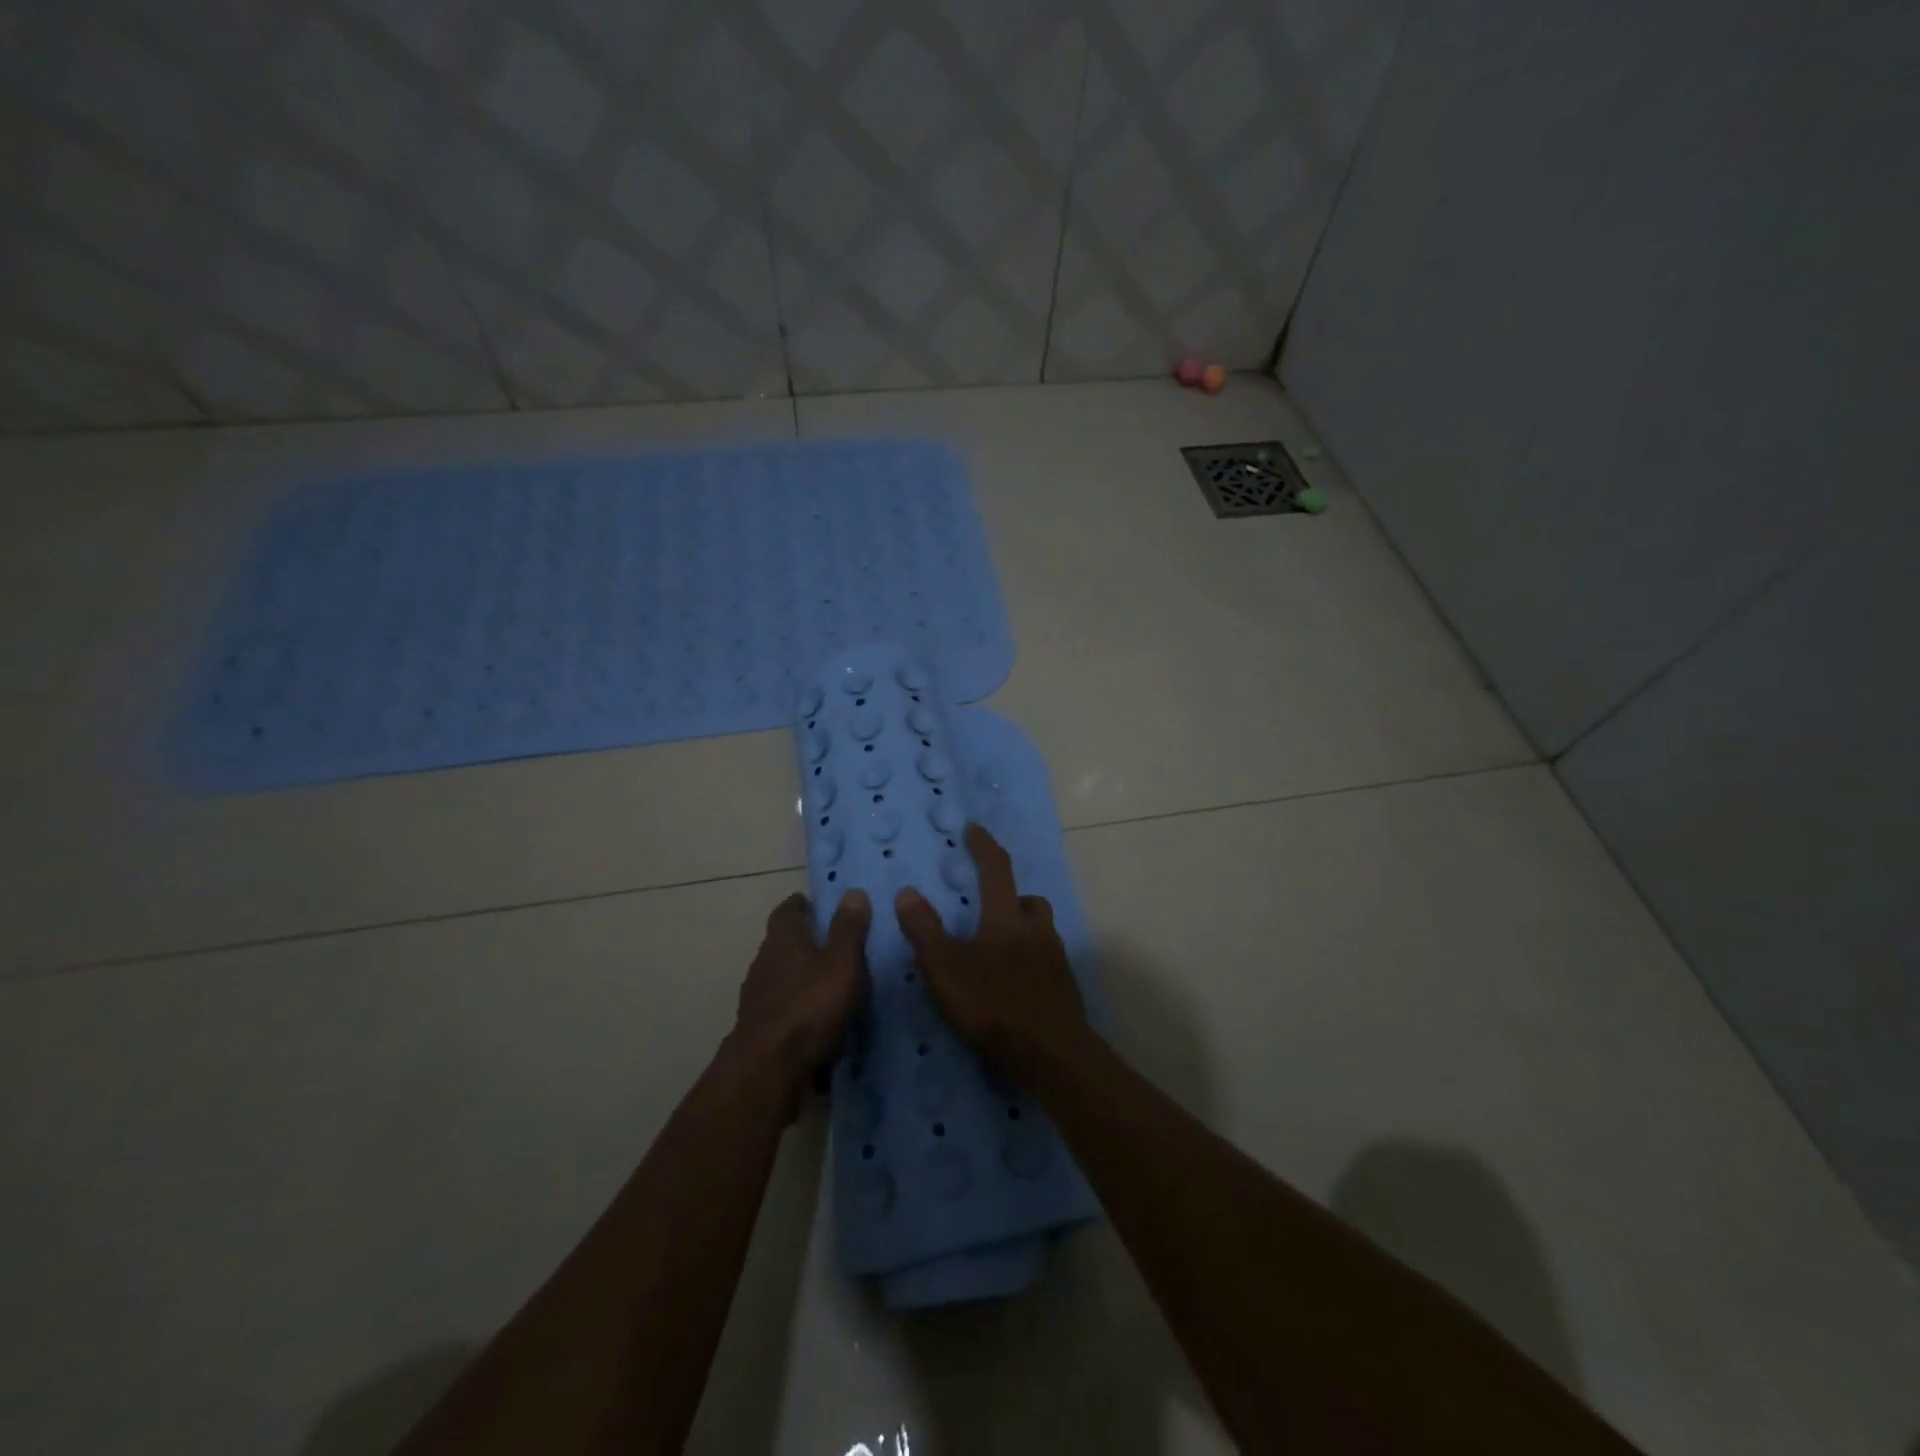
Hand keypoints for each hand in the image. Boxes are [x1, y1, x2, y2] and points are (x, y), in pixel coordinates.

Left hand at [732, 890, 870, 1097]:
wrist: (770, 1071)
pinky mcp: (759, 1031)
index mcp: (783, 941)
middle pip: (782, 944)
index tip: (817, 904)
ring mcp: (757, 1000)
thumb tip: (853, 892)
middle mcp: (764, 964)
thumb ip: (848, 928)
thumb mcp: (841, 962)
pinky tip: (819, 1022)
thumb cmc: (810, 1006)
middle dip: (804, 942)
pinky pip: (783, 1011)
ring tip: (831, 984)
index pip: (787, 911)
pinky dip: (799, 1010)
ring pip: (782, 979)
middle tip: (834, 943)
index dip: (801, 905)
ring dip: (801, 978)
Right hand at [894, 824, 1085, 1069]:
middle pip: (1028, 900)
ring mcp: (1056, 960)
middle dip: (1011, 896)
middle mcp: (1037, 930)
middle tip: (990, 906)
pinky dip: (1030, 962)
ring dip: (1023, 930)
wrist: (1052, 1053)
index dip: (984, 846)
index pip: (996, 869)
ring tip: (999, 950)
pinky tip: (1015, 985)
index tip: (974, 829)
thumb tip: (907, 892)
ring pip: (1041, 930)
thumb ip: (924, 930)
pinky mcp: (1065, 989)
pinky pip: (1047, 962)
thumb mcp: (945, 968)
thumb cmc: (994, 1004)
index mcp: (1007, 917)